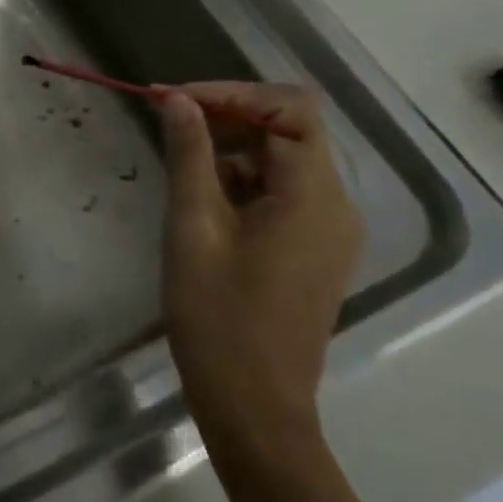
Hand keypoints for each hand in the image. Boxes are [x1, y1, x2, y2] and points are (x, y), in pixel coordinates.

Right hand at [159, 83, 363, 449]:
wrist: (255, 408)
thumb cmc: (218, 318)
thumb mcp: (193, 229)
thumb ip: (190, 156)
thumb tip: (179, 101)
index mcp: (313, 196)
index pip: (290, 109)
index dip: (232, 93)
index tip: (175, 99)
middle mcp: (335, 205)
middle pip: (289, 131)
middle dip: (228, 116)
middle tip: (167, 119)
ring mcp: (329, 231)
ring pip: (283, 162)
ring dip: (232, 149)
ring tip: (178, 159)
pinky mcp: (314, 251)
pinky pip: (282, 194)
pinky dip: (243, 182)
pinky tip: (201, 198)